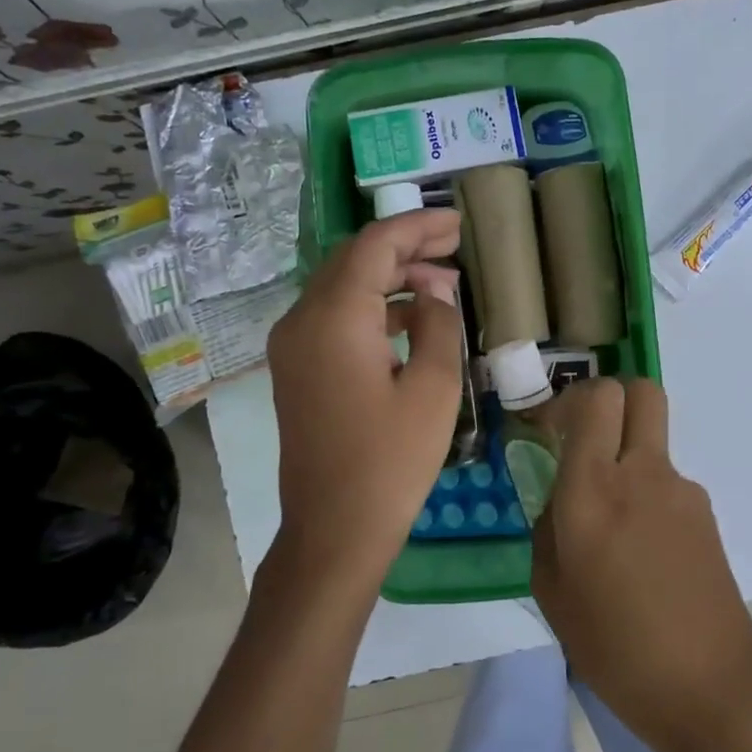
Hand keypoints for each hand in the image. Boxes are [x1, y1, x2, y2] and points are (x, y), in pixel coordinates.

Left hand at [265, 209, 463, 599]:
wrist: (333, 529)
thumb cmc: (391, 461)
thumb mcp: (433, 388)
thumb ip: (437, 324)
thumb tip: (435, 292)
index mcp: (334, 317)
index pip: (375, 246)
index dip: (419, 227)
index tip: (459, 223)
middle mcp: (301, 319)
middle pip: (353, 259)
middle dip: (404, 247)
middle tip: (454, 245)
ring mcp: (292, 345)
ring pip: (342, 287)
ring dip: (388, 276)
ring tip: (440, 280)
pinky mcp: (296, 368)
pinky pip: (333, 317)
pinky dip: (370, 306)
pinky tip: (408, 316)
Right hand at [531, 378, 751, 751]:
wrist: (710, 685)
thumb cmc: (615, 646)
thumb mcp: (552, 591)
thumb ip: (548, 528)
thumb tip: (560, 499)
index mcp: (592, 490)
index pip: (596, 399)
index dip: (569, 400)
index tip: (550, 428)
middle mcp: (641, 473)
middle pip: (640, 391)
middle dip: (610, 399)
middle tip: (584, 438)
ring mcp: (681, 490)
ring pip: (651, 441)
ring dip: (626, 457)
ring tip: (612, 526)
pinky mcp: (706, 512)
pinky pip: (665, 482)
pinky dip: (647, 495)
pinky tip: (641, 552)